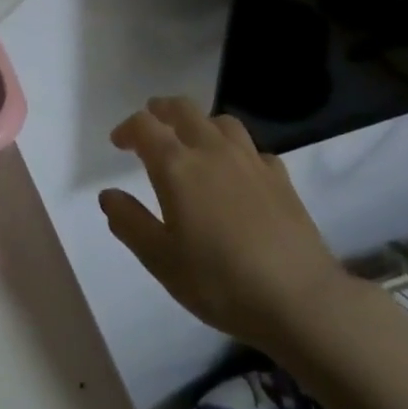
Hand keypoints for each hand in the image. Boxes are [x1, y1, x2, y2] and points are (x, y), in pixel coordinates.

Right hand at [99, 97, 358, 356]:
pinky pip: (253, 149)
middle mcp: (212, 151)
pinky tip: (238, 172)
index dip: (128, 128)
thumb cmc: (219, 282)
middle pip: (184, 109)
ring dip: (200, 123)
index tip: (119, 143)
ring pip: (221, 121)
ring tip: (194, 141)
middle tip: (152, 122)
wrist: (300, 299)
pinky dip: (237, 151)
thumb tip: (108, 194)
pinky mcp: (280, 177)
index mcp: (177, 166)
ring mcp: (250, 160)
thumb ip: (129, 223)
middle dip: (162, 110)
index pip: (145, 126)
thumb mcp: (161, 260)